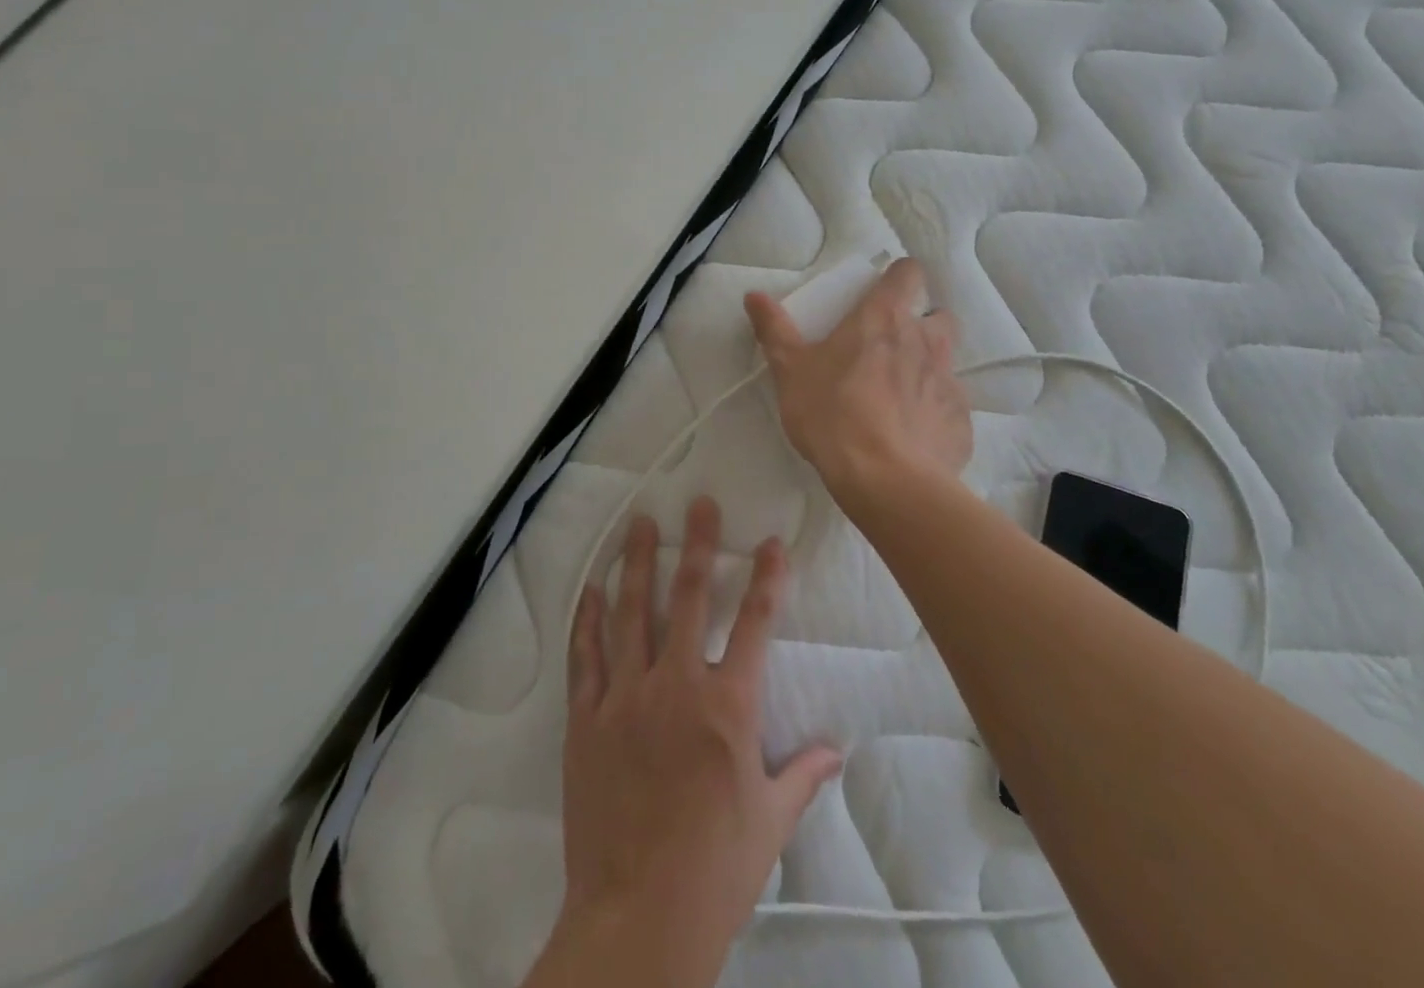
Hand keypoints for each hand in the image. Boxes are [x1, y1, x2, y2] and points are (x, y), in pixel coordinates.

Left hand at [535, 498, 841, 987]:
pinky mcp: (587, 721)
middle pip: (687, 598)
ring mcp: (625, 698)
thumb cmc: (715, 868)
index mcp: (727, 706)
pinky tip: (591, 588)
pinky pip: (585, 657)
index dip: (766, 577)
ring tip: (639, 524)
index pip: (755, 623)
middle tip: (698, 504)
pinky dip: (588, 619)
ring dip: (636, 564)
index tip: (772, 542)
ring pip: (630, 613)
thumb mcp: (770, 821)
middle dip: (696, 545)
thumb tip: (837, 751)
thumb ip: (803, 775)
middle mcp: (675, 686)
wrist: (638, 918)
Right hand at [745, 257, 972, 505]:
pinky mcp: (961, 422)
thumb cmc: (833, 414)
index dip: (899, 278)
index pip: (909, 272)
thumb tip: (754, 295)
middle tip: (889, 350)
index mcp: (885, 318)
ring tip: (898, 397)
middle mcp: (926, 341)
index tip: (882, 296)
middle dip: (921, 326)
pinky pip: (949, 407)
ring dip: (926, 369)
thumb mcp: (791, 371)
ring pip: (946, 362)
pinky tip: (911, 436)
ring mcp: (950, 381)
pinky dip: (933, 414)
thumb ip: (774, 330)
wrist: (885, 480)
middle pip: (938, 316)